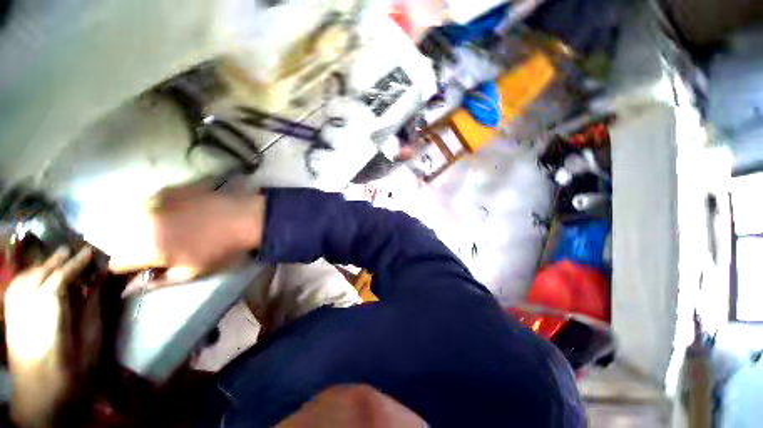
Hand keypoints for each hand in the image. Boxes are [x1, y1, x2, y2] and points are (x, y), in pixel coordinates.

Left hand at [4, 247, 94, 426]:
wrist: (40, 403)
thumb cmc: (72, 378)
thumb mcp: (90, 348)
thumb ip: (92, 313)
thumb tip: (96, 283)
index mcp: (48, 326)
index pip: (56, 285)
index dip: (73, 266)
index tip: (90, 252)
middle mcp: (26, 318)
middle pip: (37, 279)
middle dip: (57, 262)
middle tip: (76, 250)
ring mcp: (14, 320)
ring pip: (23, 282)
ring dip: (42, 266)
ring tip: (59, 259)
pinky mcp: (10, 322)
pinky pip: (15, 291)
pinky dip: (27, 276)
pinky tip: (37, 274)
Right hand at [105, 184, 266, 280]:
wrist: (242, 218)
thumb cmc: (219, 248)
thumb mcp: (190, 272)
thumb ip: (158, 281)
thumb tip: (131, 288)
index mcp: (146, 248)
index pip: (116, 262)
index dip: (127, 267)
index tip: (141, 265)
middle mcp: (140, 223)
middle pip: (119, 238)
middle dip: (131, 246)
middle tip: (155, 247)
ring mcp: (152, 202)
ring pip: (130, 218)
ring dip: (140, 226)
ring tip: (166, 229)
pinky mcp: (166, 189)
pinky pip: (148, 202)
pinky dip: (154, 210)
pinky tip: (175, 213)